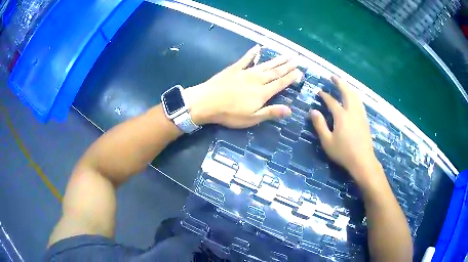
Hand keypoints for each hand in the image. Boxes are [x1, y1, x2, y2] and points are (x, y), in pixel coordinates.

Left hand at [185, 45, 300, 127]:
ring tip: (285, 55)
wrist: (207, 102)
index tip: (299, 72)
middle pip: (275, 72)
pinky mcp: (234, 69)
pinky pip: (246, 59)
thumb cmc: (229, 114)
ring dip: (276, 60)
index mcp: (262, 93)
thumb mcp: (251, 118)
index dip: (290, 78)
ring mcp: (245, 72)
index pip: (280, 83)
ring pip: (265, 64)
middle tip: (296, 60)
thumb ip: (271, 112)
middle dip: (287, 66)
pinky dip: (252, 53)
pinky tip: (258, 47)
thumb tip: (290, 110)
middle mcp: (257, 79)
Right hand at [310, 76, 380, 185]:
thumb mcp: (327, 141)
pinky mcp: (365, 119)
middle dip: (339, 83)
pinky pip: (360, 102)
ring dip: (348, 88)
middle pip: (347, 92)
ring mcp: (360, 115)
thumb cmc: (343, 152)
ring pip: (355, 96)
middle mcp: (352, 111)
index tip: (319, 91)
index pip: (332, 101)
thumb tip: (313, 111)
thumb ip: (319, 125)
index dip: (325, 95)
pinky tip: (354, 98)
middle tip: (333, 77)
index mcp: (341, 116)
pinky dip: (355, 96)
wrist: (362, 160)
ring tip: (343, 84)